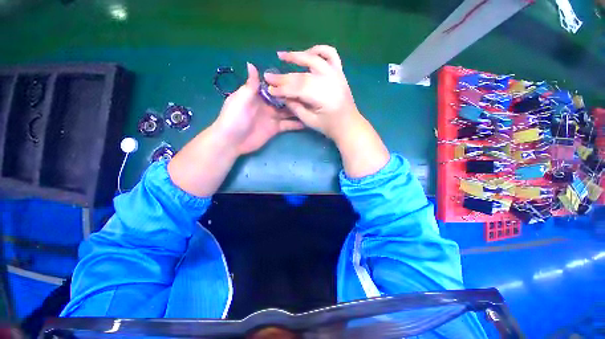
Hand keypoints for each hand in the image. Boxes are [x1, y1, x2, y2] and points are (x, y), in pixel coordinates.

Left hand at [212, 62, 304, 154]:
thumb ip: (251, 85)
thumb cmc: (234, 117)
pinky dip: (296, 124)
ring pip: (288, 112)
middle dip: (294, 97)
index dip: (284, 83)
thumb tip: (251, 63)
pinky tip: (307, 122)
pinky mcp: (275, 129)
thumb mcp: (241, 98)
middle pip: (283, 99)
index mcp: (258, 95)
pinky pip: (288, 125)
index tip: (298, 78)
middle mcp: (267, 105)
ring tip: (312, 106)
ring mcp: (272, 117)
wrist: (232, 141)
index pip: (274, 87)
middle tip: (310, 94)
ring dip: (298, 110)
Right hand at [263, 45, 361, 141]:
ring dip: (297, 56)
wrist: (348, 124)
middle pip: (302, 76)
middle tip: (269, 76)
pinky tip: (308, 53)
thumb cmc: (329, 126)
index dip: (282, 88)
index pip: (297, 89)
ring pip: (314, 59)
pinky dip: (318, 50)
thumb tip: (283, 96)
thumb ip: (296, 107)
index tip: (268, 89)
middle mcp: (329, 82)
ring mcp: (335, 74)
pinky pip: (330, 54)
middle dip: (284, 77)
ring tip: (282, 55)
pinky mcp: (339, 72)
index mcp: (322, 97)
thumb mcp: (310, 121)